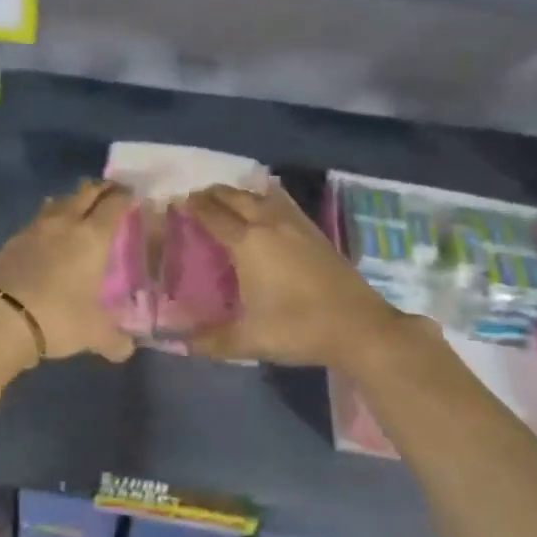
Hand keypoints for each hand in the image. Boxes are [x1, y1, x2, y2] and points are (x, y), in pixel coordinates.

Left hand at [0, 179, 137, 363]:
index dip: (124, 196)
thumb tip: (126, 350)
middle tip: (109, 190)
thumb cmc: (57, 317)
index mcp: (91, 237)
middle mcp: (64, 224)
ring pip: (57, 203)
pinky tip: (47, 233)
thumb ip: (113, 339)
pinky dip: (47, 220)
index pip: (112, 205)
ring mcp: (34, 230)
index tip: (131, 193)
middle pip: (85, 193)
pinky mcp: (11, 241)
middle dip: (99, 189)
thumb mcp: (92, 333)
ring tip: (77, 206)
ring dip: (71, 200)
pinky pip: (36, 221)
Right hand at [182, 183, 410, 367]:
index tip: (177, 203)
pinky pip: (282, 202)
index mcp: (247, 244)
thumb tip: (177, 343)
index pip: (212, 216)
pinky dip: (265, 197)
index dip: (192, 207)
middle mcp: (268, 224)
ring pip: (260, 195)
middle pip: (235, 197)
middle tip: (195, 199)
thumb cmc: (298, 329)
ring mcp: (295, 224)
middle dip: (212, 195)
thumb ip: (210, 340)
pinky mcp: (314, 231)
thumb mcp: (249, 340)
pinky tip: (266, 206)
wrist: (359, 327)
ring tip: (225, 199)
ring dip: (238, 193)